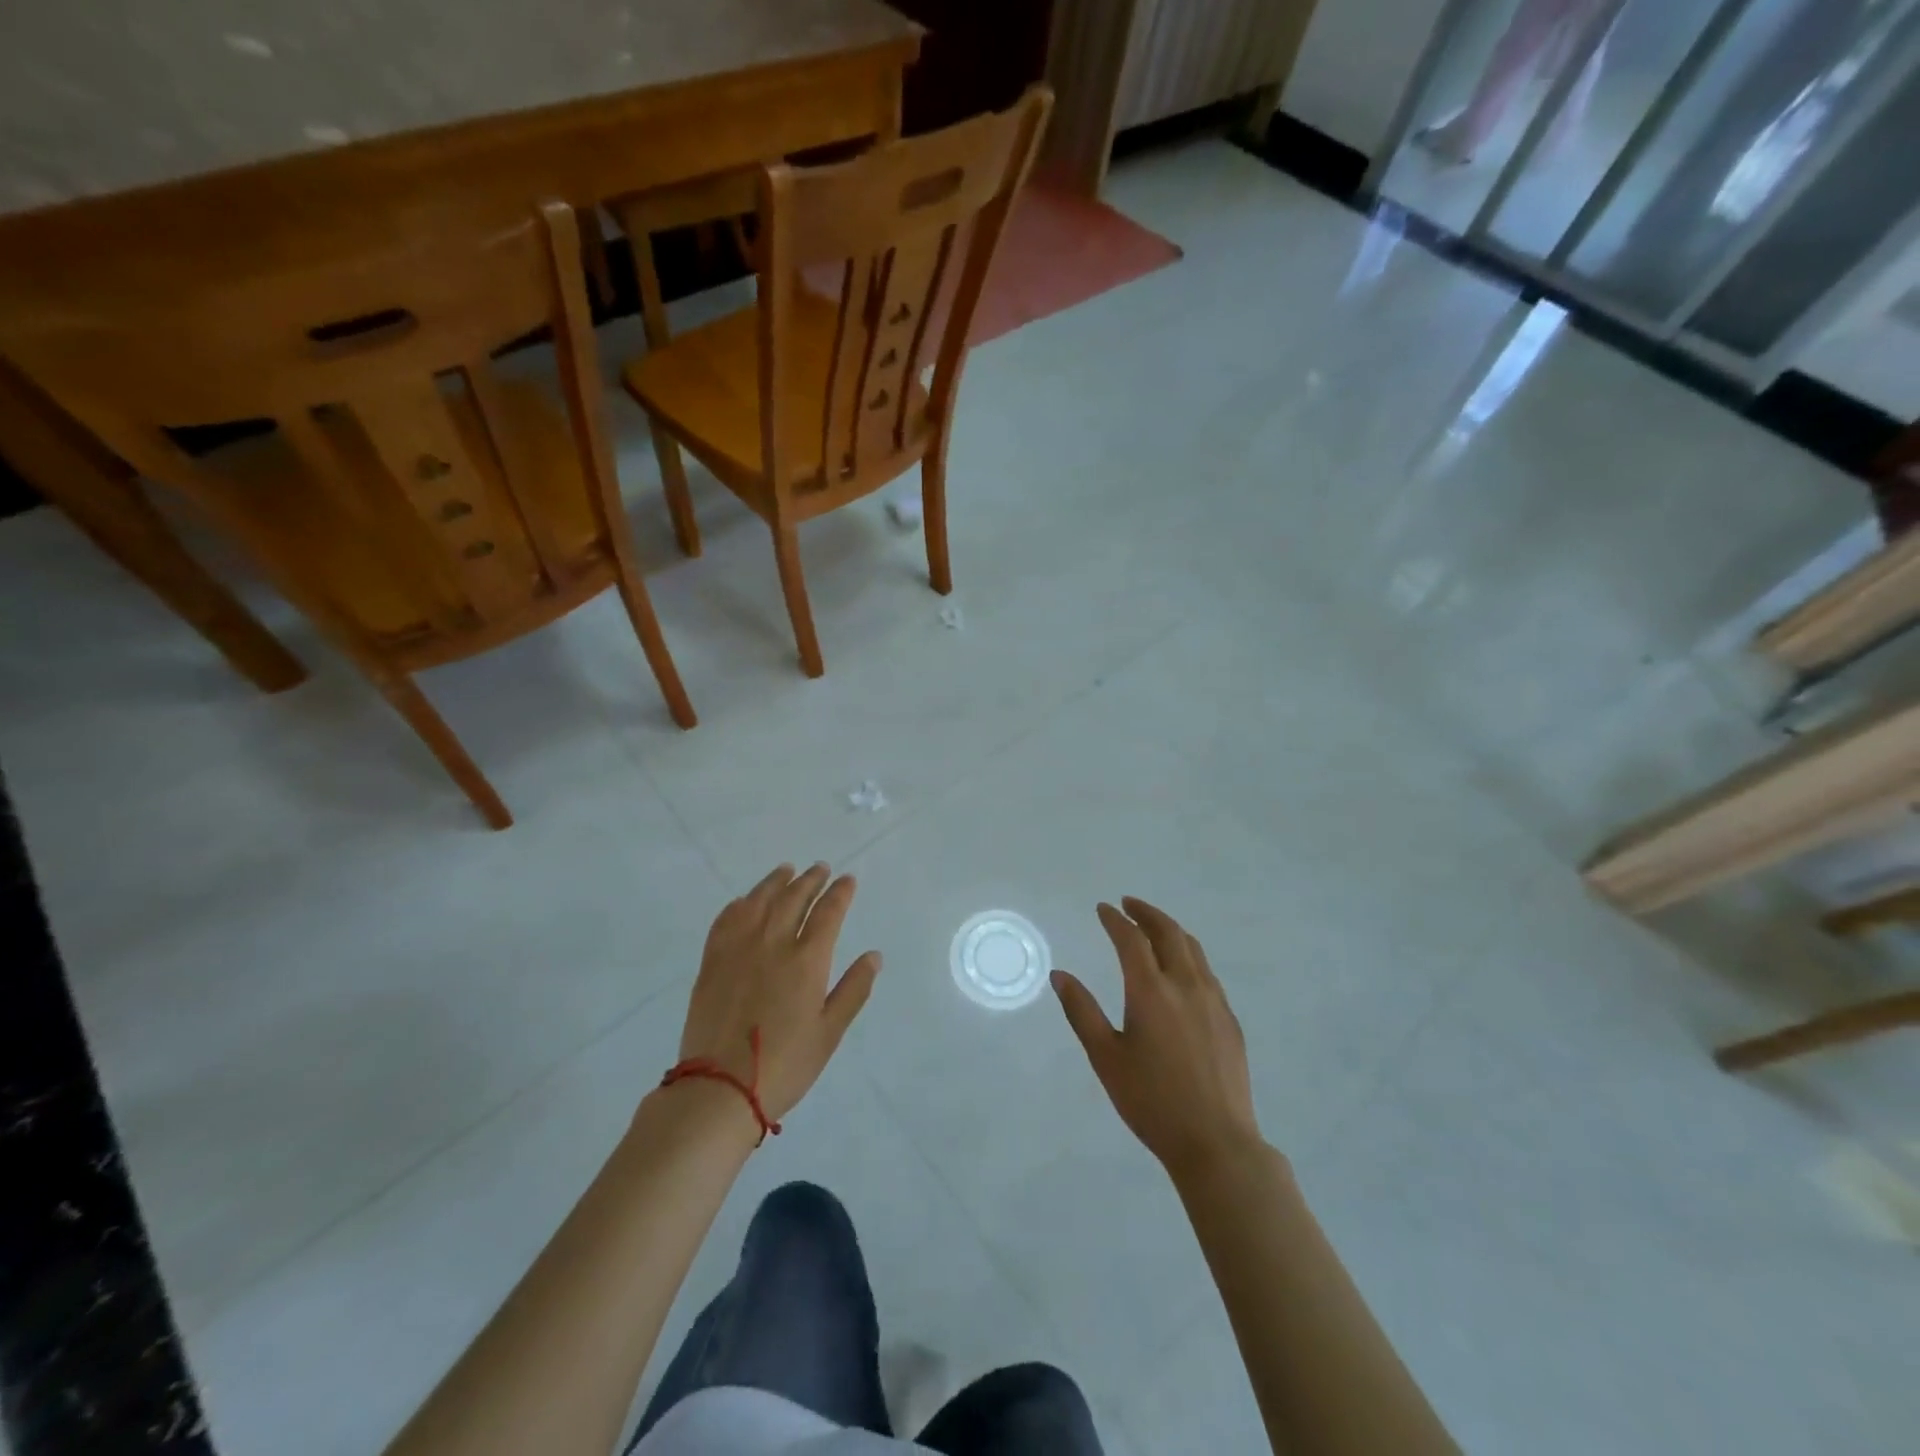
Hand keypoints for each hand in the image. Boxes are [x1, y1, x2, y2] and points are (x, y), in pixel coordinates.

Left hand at [676, 863, 881, 1124]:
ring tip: (786, 870)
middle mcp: (773, 943)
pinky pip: (726, 920)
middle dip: (810, 880)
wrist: (720, 1088)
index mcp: (807, 960)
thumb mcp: (829, 1032)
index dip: (840, 893)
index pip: (828, 912)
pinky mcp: (712, 961)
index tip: (848, 880)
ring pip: (759, 901)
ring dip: (776, 882)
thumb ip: (853, 989)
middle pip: (794, 898)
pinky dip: (740, 904)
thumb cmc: (785, 1064)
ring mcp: (738, 949)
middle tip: (820, 869)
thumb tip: (874, 956)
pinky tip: (745, 901)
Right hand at [1052, 898, 1262, 1180]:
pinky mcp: (1229, 1019)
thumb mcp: (1105, 1057)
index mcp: (1151, 991)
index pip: (1131, 939)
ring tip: (1154, 928)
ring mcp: (1213, 1001)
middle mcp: (1185, 985)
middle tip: (1128, 905)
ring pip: (1193, 949)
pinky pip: (1207, 972)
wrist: (1216, 1142)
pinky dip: (1188, 955)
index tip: (1103, 909)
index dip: (1115, 919)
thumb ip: (1081, 1011)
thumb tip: (1060, 975)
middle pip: (1168, 932)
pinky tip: (1181, 970)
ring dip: (1170, 930)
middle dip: (1146, 913)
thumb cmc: (1151, 1101)